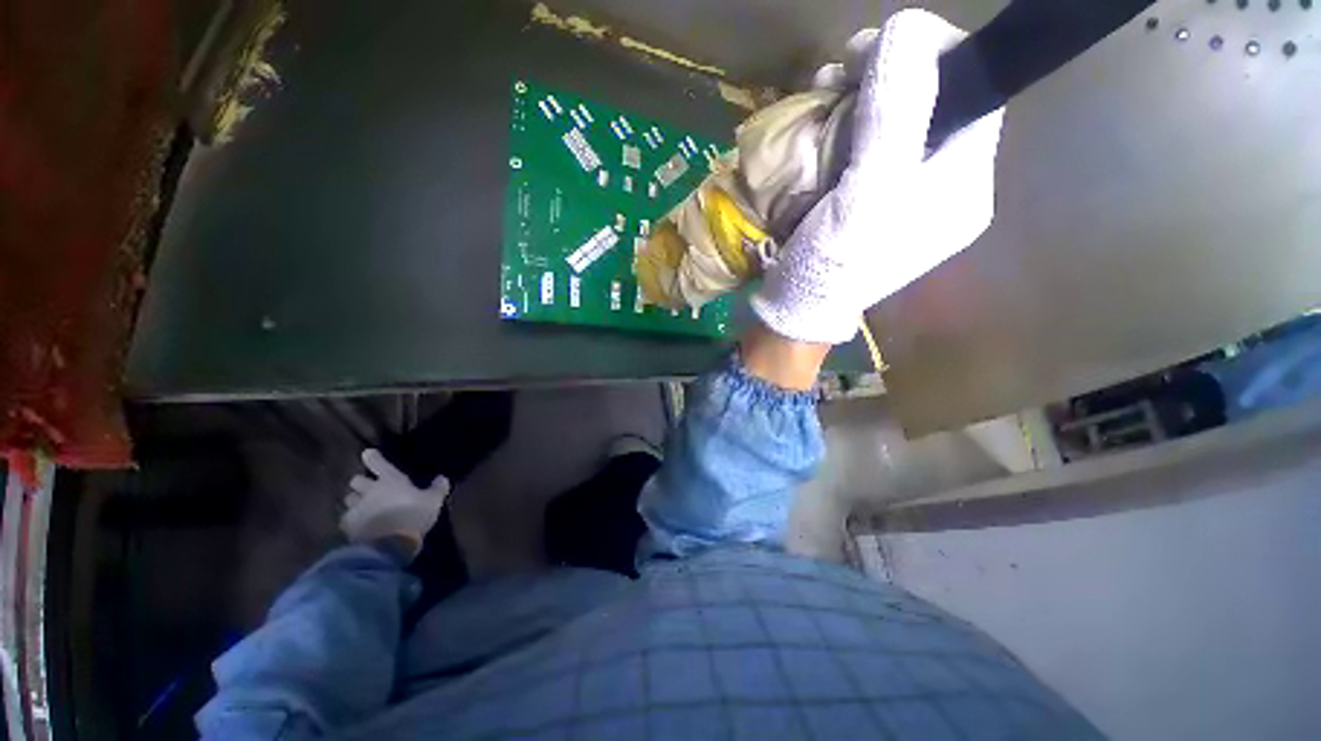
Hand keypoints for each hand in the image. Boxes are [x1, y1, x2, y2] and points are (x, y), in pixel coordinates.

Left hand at [341, 448, 448, 552]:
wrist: (389, 544)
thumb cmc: (414, 515)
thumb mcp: (434, 501)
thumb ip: (438, 488)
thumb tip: (441, 478)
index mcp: (390, 480)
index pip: (377, 462)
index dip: (372, 457)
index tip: (369, 453)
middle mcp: (370, 490)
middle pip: (356, 480)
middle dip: (361, 483)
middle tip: (369, 488)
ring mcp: (357, 507)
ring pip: (349, 498)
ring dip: (355, 500)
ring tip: (363, 507)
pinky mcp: (349, 525)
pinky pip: (347, 518)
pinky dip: (352, 519)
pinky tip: (359, 525)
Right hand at [750, 9, 1004, 343]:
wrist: (797, 311)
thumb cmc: (833, 266)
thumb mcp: (866, 196)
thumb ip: (895, 116)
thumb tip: (907, 29)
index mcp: (962, 183)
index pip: (973, 90)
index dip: (931, 54)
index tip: (874, 51)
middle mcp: (942, 183)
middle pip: (931, 101)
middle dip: (886, 76)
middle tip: (841, 73)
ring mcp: (904, 191)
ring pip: (894, 119)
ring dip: (857, 100)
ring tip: (822, 99)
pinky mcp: (870, 199)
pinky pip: (866, 145)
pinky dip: (842, 128)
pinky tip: (819, 128)